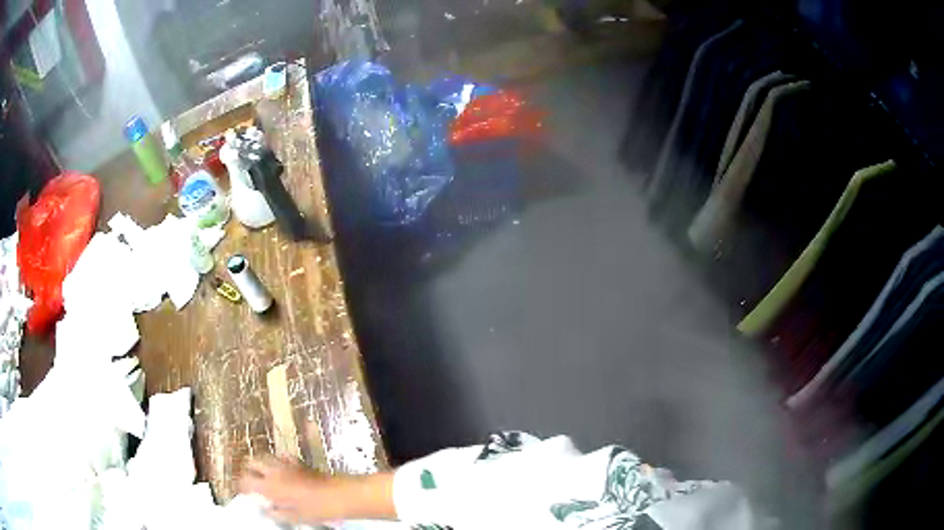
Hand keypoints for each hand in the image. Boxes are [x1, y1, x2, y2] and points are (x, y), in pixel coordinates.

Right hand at [239, 456, 336, 523]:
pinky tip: (283, 470)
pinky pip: (282, 456)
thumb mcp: (294, 517)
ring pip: (265, 456)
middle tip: (252, 480)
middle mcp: (274, 471)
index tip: (242, 491)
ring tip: (265, 475)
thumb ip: (276, 513)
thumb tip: (265, 510)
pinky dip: (278, 461)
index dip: (241, 485)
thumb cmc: (315, 509)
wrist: (338, 495)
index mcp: (269, 486)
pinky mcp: (298, 461)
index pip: (245, 480)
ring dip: (262, 464)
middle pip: (252, 461)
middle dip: (249, 469)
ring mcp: (286, 463)